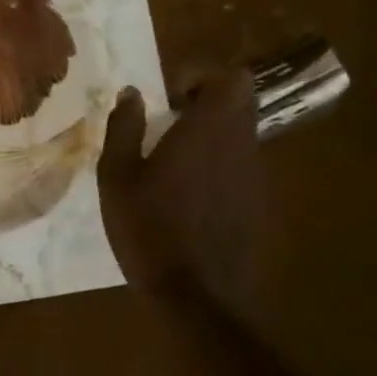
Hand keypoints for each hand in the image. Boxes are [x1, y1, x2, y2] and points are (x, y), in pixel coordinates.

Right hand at [97, 67, 272, 320]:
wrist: (199, 300)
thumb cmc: (150, 229)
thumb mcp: (117, 175)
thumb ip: (124, 127)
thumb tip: (131, 93)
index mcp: (208, 131)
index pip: (231, 79)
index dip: (201, 75)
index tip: (169, 94)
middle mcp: (241, 146)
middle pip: (240, 103)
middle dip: (206, 101)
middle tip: (169, 121)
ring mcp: (256, 178)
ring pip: (242, 134)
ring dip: (212, 134)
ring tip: (174, 160)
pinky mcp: (259, 206)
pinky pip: (243, 167)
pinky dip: (220, 165)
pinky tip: (190, 196)